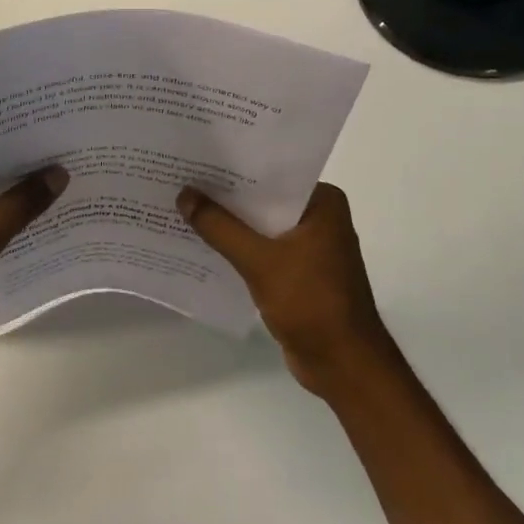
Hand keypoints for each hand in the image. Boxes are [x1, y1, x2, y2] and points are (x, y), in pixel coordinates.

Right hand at [177, 182, 405, 398]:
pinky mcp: (297, 274)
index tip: (197, 159)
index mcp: (323, 203)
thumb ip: (220, 227)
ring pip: (260, 227)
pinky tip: (201, 245)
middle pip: (263, 200)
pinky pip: (261, 251)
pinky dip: (236, 249)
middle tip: (180, 181)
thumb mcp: (260, 260)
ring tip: (182, 208)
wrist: (343, 364)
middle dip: (225, 196)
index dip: (234, 168)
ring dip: (228, 224)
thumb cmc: (311, 302)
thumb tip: (184, 194)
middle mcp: (319, 218)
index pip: (272, 174)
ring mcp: (309, 248)